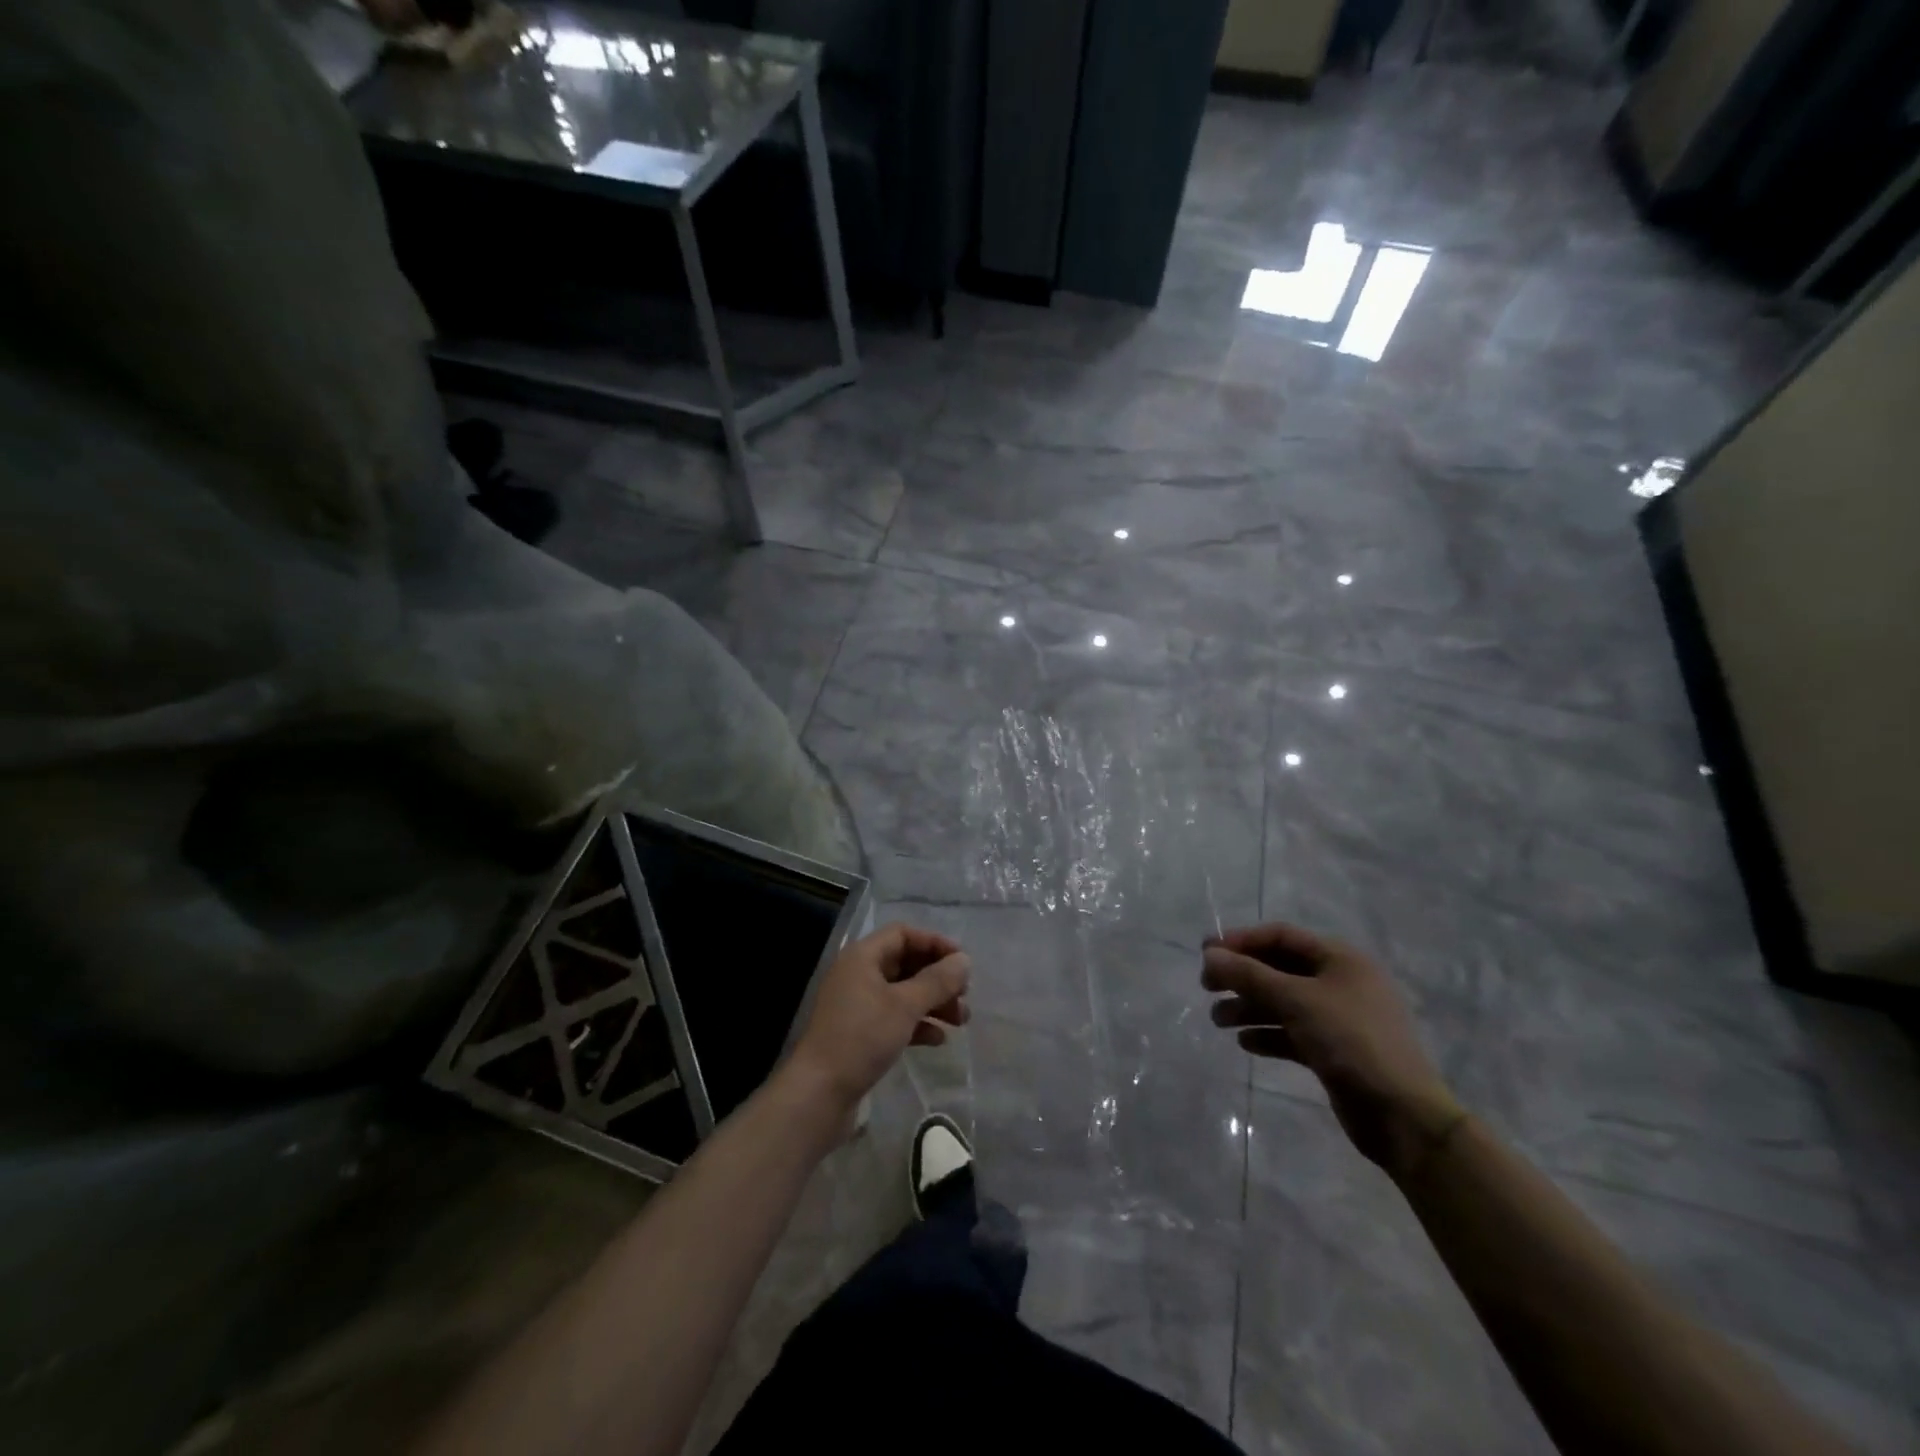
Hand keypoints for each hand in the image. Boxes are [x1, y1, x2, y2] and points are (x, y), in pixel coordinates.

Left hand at [787, 923, 969, 1112]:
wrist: (819, 1093)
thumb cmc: (862, 1038)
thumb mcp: (905, 1005)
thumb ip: (937, 981)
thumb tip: (964, 960)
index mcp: (863, 957)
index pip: (903, 934)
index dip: (934, 943)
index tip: (963, 962)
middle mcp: (858, 974)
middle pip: (906, 963)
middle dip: (938, 978)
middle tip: (965, 995)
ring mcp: (857, 1005)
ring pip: (903, 993)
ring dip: (933, 1002)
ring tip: (961, 1021)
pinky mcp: (859, 1034)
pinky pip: (894, 1018)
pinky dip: (918, 1024)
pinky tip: (938, 1040)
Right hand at [1202, 921, 1463, 1178]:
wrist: (1402, 1116)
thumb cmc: (1350, 1042)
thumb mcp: (1296, 1001)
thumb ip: (1249, 975)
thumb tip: (1209, 956)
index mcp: (1340, 959)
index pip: (1281, 936)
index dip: (1241, 941)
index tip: (1206, 954)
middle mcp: (1341, 982)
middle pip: (1279, 969)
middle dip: (1242, 977)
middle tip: (1207, 987)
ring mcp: (1339, 1018)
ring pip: (1283, 1002)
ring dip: (1249, 1007)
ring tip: (1217, 1020)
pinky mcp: (1335, 1051)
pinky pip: (1293, 1032)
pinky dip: (1268, 1033)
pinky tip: (1245, 1043)